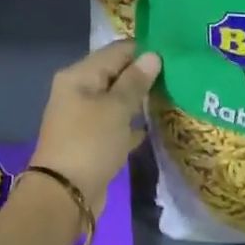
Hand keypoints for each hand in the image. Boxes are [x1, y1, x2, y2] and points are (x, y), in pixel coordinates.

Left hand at [31, 40, 161, 217]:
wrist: (65, 194)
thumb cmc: (90, 143)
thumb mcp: (115, 108)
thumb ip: (135, 81)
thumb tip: (152, 56)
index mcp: (79, 76)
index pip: (116, 51)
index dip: (144, 50)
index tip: (174, 53)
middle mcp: (78, 92)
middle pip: (116, 75)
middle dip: (144, 75)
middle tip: (179, 74)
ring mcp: (84, 119)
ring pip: (117, 101)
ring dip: (140, 100)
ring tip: (173, 95)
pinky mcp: (92, 142)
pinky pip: (116, 125)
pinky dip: (133, 124)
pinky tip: (155, 124)